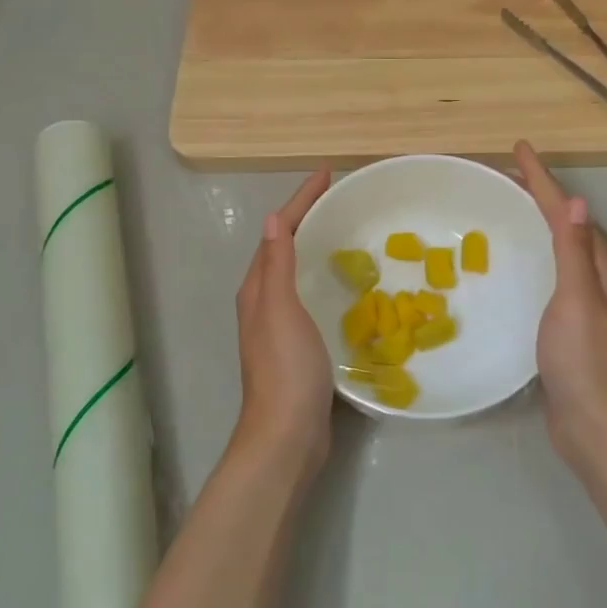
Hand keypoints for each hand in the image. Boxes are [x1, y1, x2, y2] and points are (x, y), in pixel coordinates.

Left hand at [233, 169, 334, 475]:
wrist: (288, 434)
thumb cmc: (286, 368)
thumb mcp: (280, 309)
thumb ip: (277, 265)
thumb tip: (271, 219)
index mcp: (258, 289)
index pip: (278, 231)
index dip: (301, 200)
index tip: (327, 173)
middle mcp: (265, 302)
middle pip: (285, 247)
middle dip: (308, 218)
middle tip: (340, 197)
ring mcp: (281, 326)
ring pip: (298, 272)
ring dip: (316, 247)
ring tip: (346, 231)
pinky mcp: (301, 345)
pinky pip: (312, 296)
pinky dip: (326, 278)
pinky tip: (348, 285)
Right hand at [514, 141, 606, 461]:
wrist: (596, 427)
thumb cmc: (584, 362)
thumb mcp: (577, 301)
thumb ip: (574, 254)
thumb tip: (575, 202)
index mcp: (602, 269)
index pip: (570, 213)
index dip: (545, 181)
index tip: (520, 150)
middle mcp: (599, 280)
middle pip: (571, 226)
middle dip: (544, 197)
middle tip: (512, 176)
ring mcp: (587, 305)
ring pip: (564, 250)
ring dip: (542, 224)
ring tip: (515, 209)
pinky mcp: (571, 326)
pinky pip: (554, 275)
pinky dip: (538, 256)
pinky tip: (521, 265)